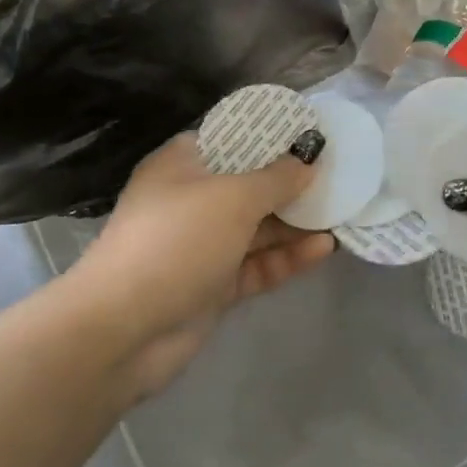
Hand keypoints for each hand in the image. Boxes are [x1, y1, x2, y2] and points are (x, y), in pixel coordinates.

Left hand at [75, 136, 334, 396]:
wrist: (123, 330)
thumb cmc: (176, 241)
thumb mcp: (232, 198)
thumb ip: (276, 178)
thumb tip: (307, 159)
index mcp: (183, 165)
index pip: (232, 140)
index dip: (271, 136)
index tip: (312, 136)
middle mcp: (191, 201)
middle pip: (250, 185)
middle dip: (292, 183)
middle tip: (340, 177)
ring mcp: (202, 246)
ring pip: (257, 228)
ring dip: (296, 223)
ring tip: (343, 213)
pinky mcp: (213, 286)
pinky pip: (257, 265)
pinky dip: (287, 257)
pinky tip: (324, 248)